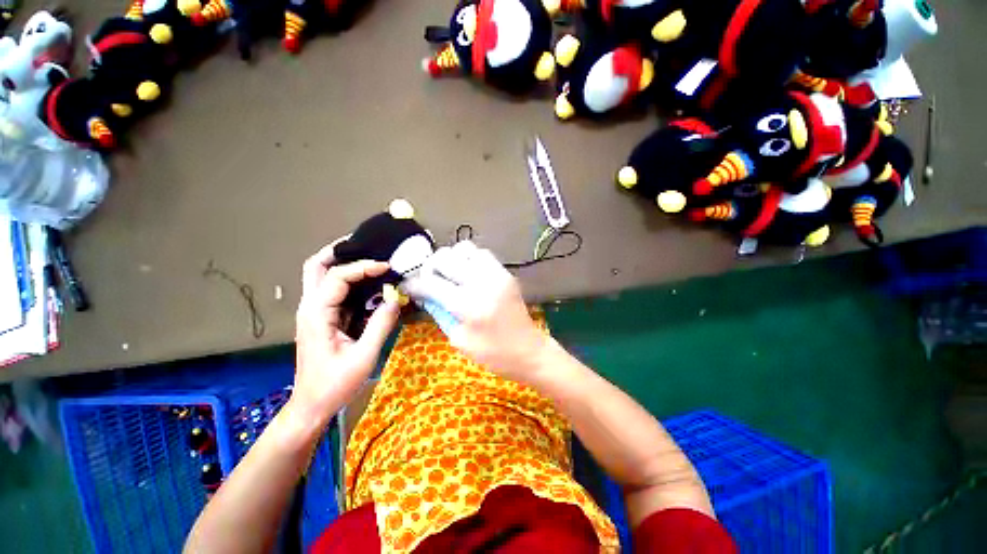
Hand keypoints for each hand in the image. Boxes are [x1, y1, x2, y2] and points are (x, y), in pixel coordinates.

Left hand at [291, 241, 399, 427]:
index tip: (387, 268)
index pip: (337, 277)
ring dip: (343, 263)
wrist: (311, 405)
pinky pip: (333, 290)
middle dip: (338, 251)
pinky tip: (368, 282)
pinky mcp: (322, 318)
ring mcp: (314, 312)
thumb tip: (397, 298)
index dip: (363, 267)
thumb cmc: (335, 384)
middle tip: (365, 245)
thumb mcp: (364, 356)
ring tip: (369, 258)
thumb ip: (381, 325)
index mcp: (317, 314)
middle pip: (315, 266)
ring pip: (321, 275)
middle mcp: (310, 307)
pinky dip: (348, 280)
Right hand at [403, 241, 550, 382]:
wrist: (529, 351)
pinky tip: (466, 273)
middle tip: (429, 281)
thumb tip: (426, 295)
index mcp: (468, 305)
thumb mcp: (459, 340)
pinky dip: (468, 258)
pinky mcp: (506, 273)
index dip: (414, 284)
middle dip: (430, 268)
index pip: (431, 284)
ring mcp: (496, 274)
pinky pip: (482, 254)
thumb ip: (440, 313)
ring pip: (464, 249)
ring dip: (451, 259)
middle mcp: (481, 282)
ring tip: (448, 275)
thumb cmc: (493, 354)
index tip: (407, 286)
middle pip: (445, 258)